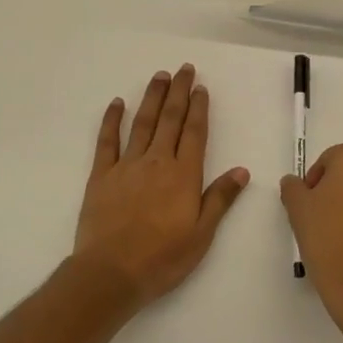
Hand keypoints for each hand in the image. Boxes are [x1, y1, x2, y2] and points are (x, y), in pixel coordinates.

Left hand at [71, 64, 249, 310]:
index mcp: (184, 175)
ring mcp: (127, 166)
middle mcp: (157, 161)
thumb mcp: (202, 235)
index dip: (199, 108)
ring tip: (159, 76)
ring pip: (142, 123)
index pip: (195, 133)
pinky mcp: (101, 175)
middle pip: (170, 119)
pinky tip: (117, 103)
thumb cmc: (162, 258)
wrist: (110, 273)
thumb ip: (220, 199)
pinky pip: (107, 141)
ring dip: (152, 97)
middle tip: (184, 69)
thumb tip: (241, 170)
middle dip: (179, 92)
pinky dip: (112, 120)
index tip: (201, 88)